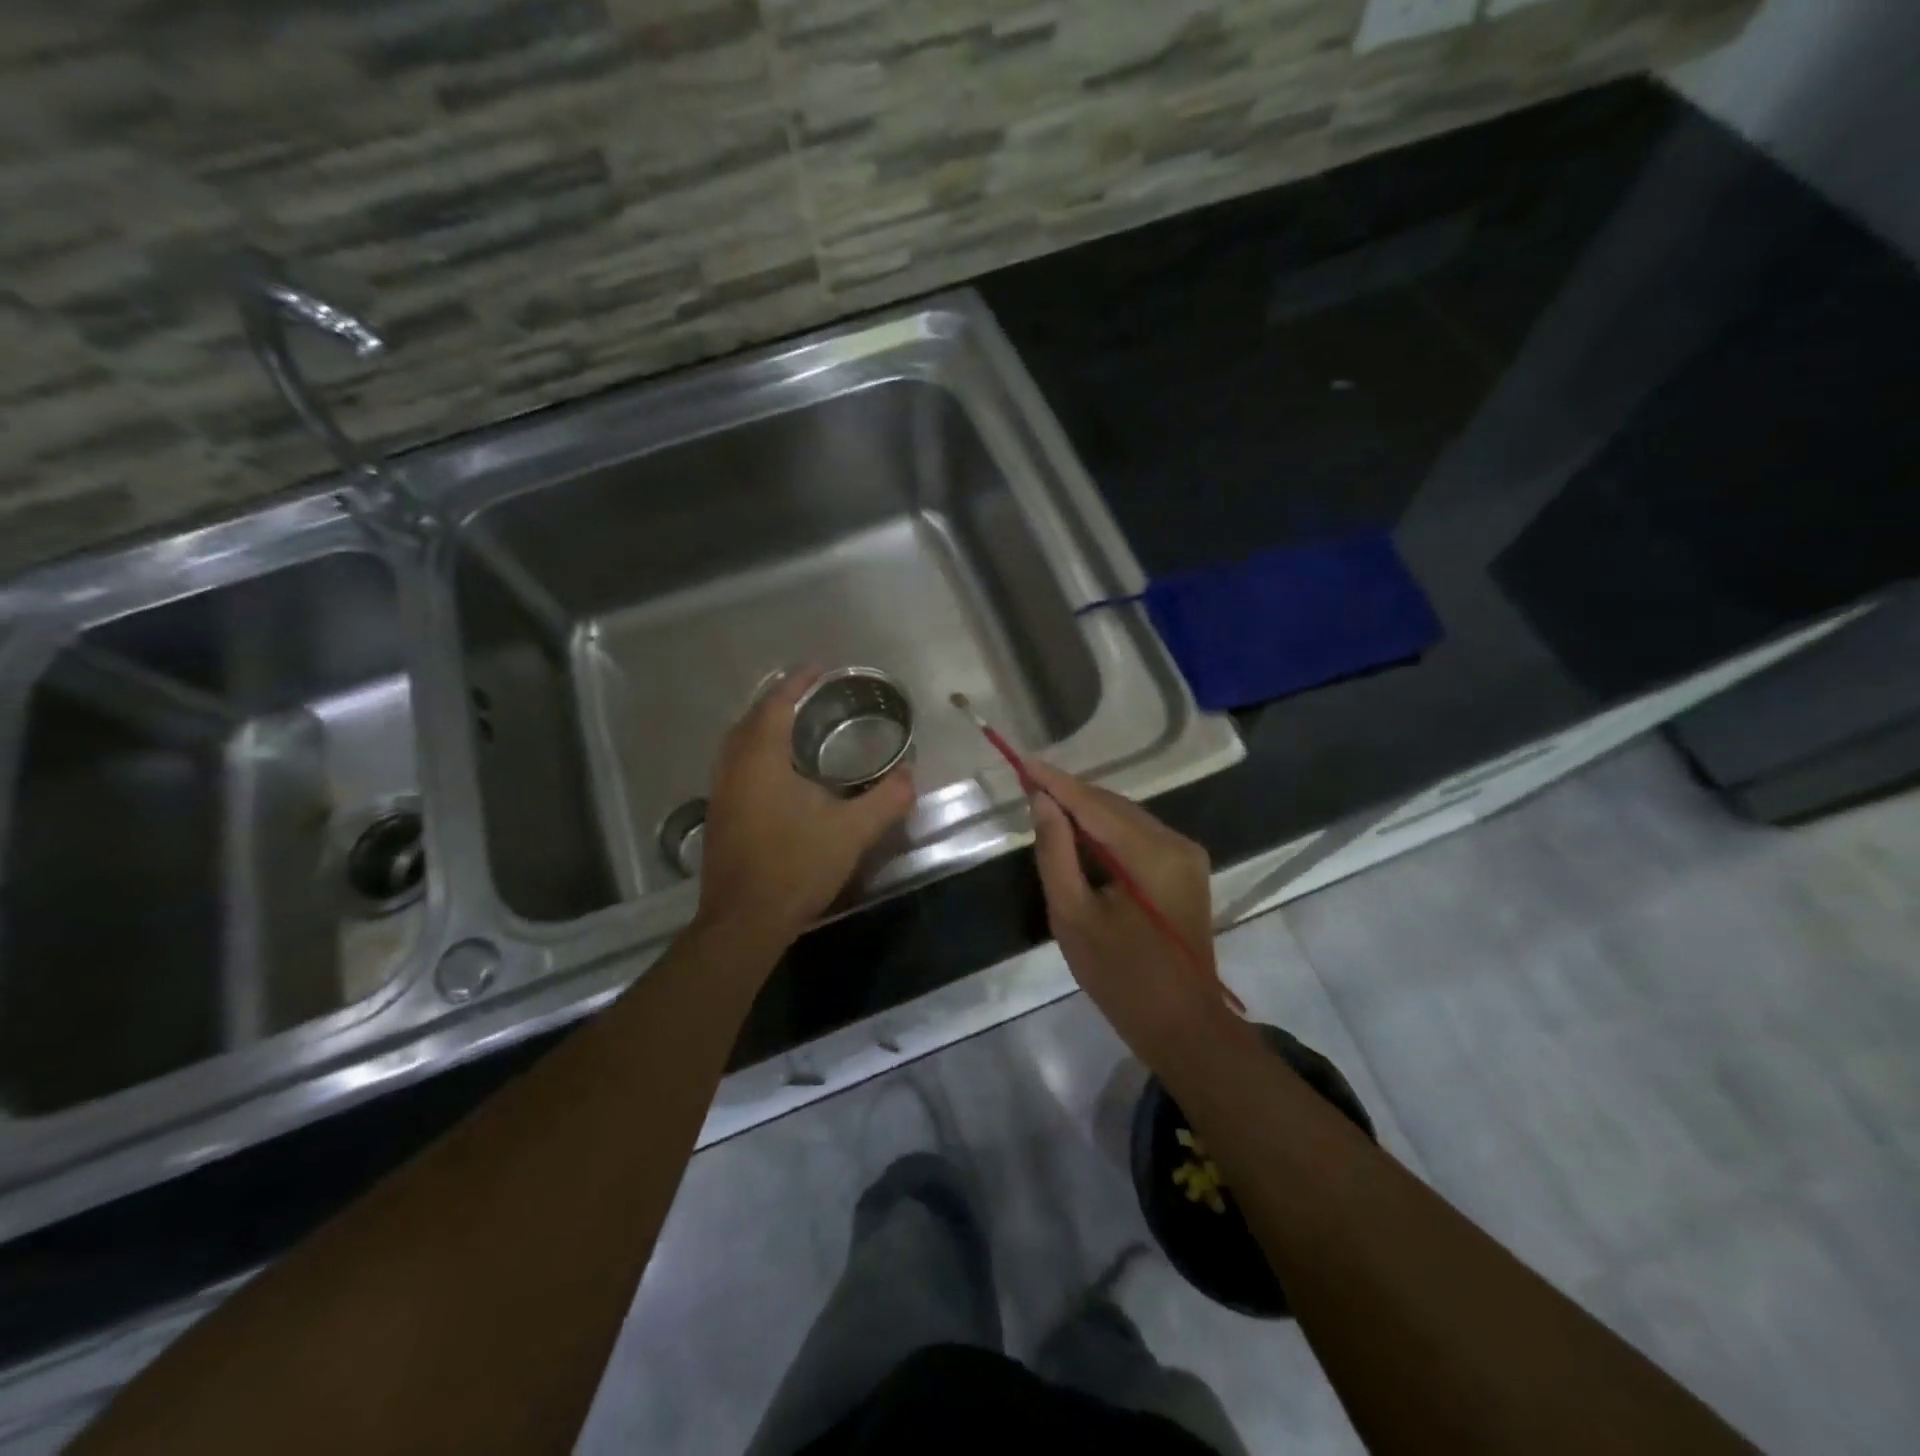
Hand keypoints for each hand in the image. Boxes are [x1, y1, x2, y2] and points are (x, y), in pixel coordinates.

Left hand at [695, 668, 914, 954]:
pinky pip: (736, 764)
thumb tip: (911, 774)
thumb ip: (886, 800)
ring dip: (764, 725)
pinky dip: (756, 750)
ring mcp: (721, 792)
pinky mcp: (720, 815)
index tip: (821, 665)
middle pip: (752, 717)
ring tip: (796, 724)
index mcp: (761, 759)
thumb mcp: (851, 832)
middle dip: (779, 699)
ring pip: (739, 742)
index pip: (777, 703)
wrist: (744, 921)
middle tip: (810, 693)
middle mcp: (734, 767)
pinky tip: (780, 770)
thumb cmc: (795, 867)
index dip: (799, 680)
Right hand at [1025, 759, 1223, 1056]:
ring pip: (1126, 817)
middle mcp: (1176, 842)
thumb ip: (1055, 852)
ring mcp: (1186, 855)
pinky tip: (1079, 833)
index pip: (1094, 804)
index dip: (1055, 782)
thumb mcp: (1073, 916)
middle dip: (1070, 794)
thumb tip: (1042, 801)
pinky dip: (1106, 830)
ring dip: (1086, 811)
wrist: (1182, 1025)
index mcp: (1152, 854)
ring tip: (1045, 804)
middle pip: (1112, 805)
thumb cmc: (1120, 976)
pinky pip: (1138, 836)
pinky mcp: (1185, 869)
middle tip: (1027, 784)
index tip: (1021, 761)